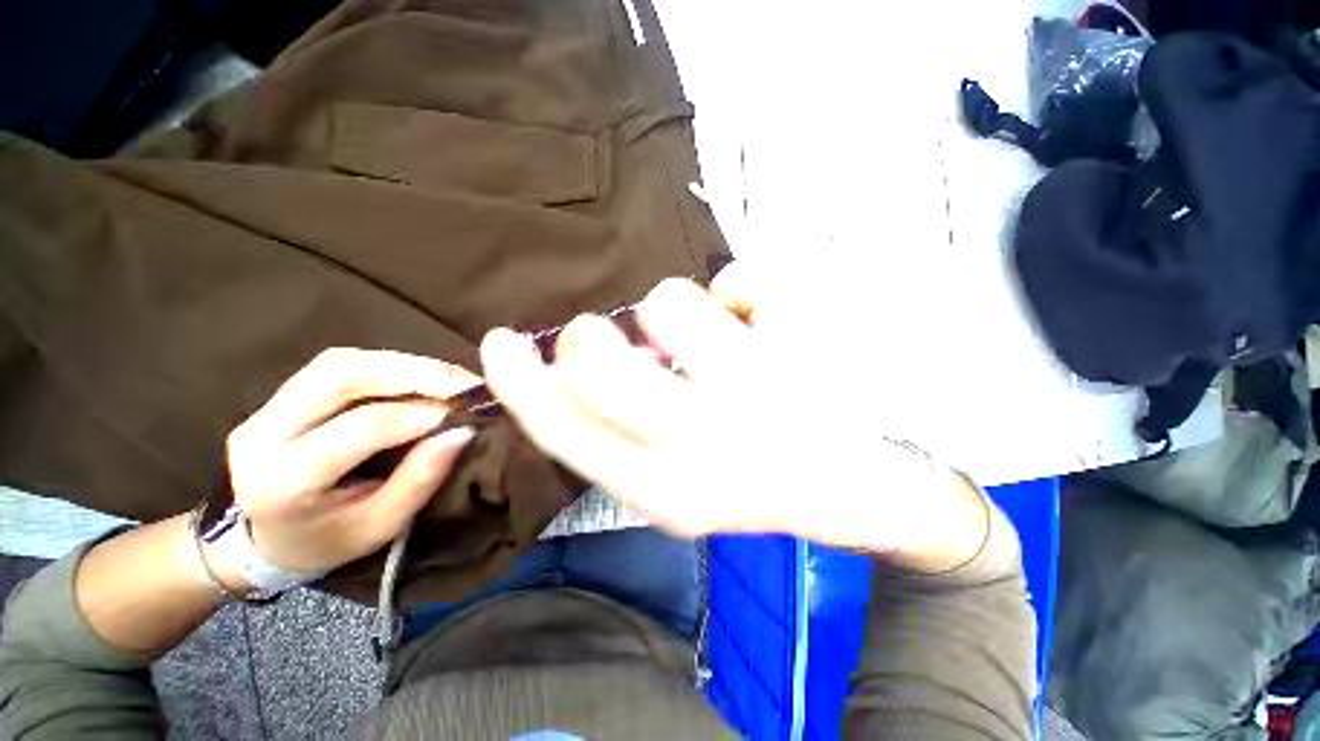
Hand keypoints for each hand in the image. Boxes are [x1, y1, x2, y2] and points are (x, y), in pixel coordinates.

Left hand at [220, 348, 479, 581]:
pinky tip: (421, 376)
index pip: (354, 429)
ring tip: (450, 377)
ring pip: (340, 363)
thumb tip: (462, 431)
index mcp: (282, 482)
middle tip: (462, 382)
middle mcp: (263, 434)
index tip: (462, 413)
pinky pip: (339, 365)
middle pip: (338, 376)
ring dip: (403, 364)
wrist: (267, 540)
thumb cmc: (329, 540)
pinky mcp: (281, 395)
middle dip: (411, 371)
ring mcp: (265, 408)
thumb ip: (419, 479)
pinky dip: (389, 365)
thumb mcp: (380, 525)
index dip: (414, 414)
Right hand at [480, 266, 990, 566]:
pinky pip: (741, 281)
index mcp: (668, 492)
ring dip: (669, 305)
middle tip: (608, 333)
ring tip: (702, 329)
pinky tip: (759, 318)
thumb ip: (624, 434)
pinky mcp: (808, 354)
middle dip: (587, 336)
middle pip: (599, 364)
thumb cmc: (760, 481)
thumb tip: (587, 362)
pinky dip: (739, 288)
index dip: (520, 383)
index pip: (566, 432)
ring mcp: (763, 398)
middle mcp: (710, 450)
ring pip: (668, 304)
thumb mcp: (680, 482)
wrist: (856, 491)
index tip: (500, 342)